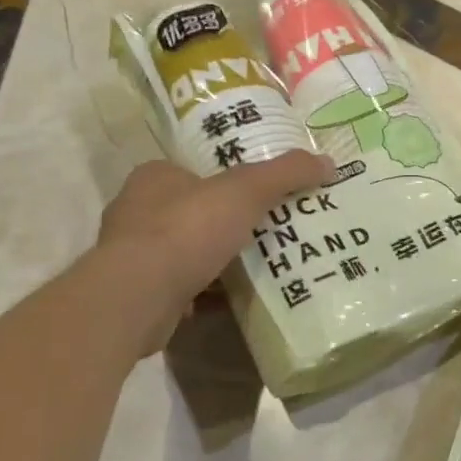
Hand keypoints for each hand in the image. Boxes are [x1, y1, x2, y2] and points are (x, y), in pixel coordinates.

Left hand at [96, 152, 333, 354]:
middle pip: (191, 211)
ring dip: (215, 258)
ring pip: (185, 250)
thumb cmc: (186, 230)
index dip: (227, 182)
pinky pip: (180, 286)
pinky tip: (234, 298)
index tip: (259, 197)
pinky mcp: (137, 293)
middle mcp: (136, 211)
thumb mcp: (246, 190)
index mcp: (154, 177)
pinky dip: (205, 291)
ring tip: (258, 265)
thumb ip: (286, 173)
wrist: (137, 297)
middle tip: (266, 231)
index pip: (194, 172)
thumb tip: (328, 162)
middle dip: (224, 223)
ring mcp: (132, 255)